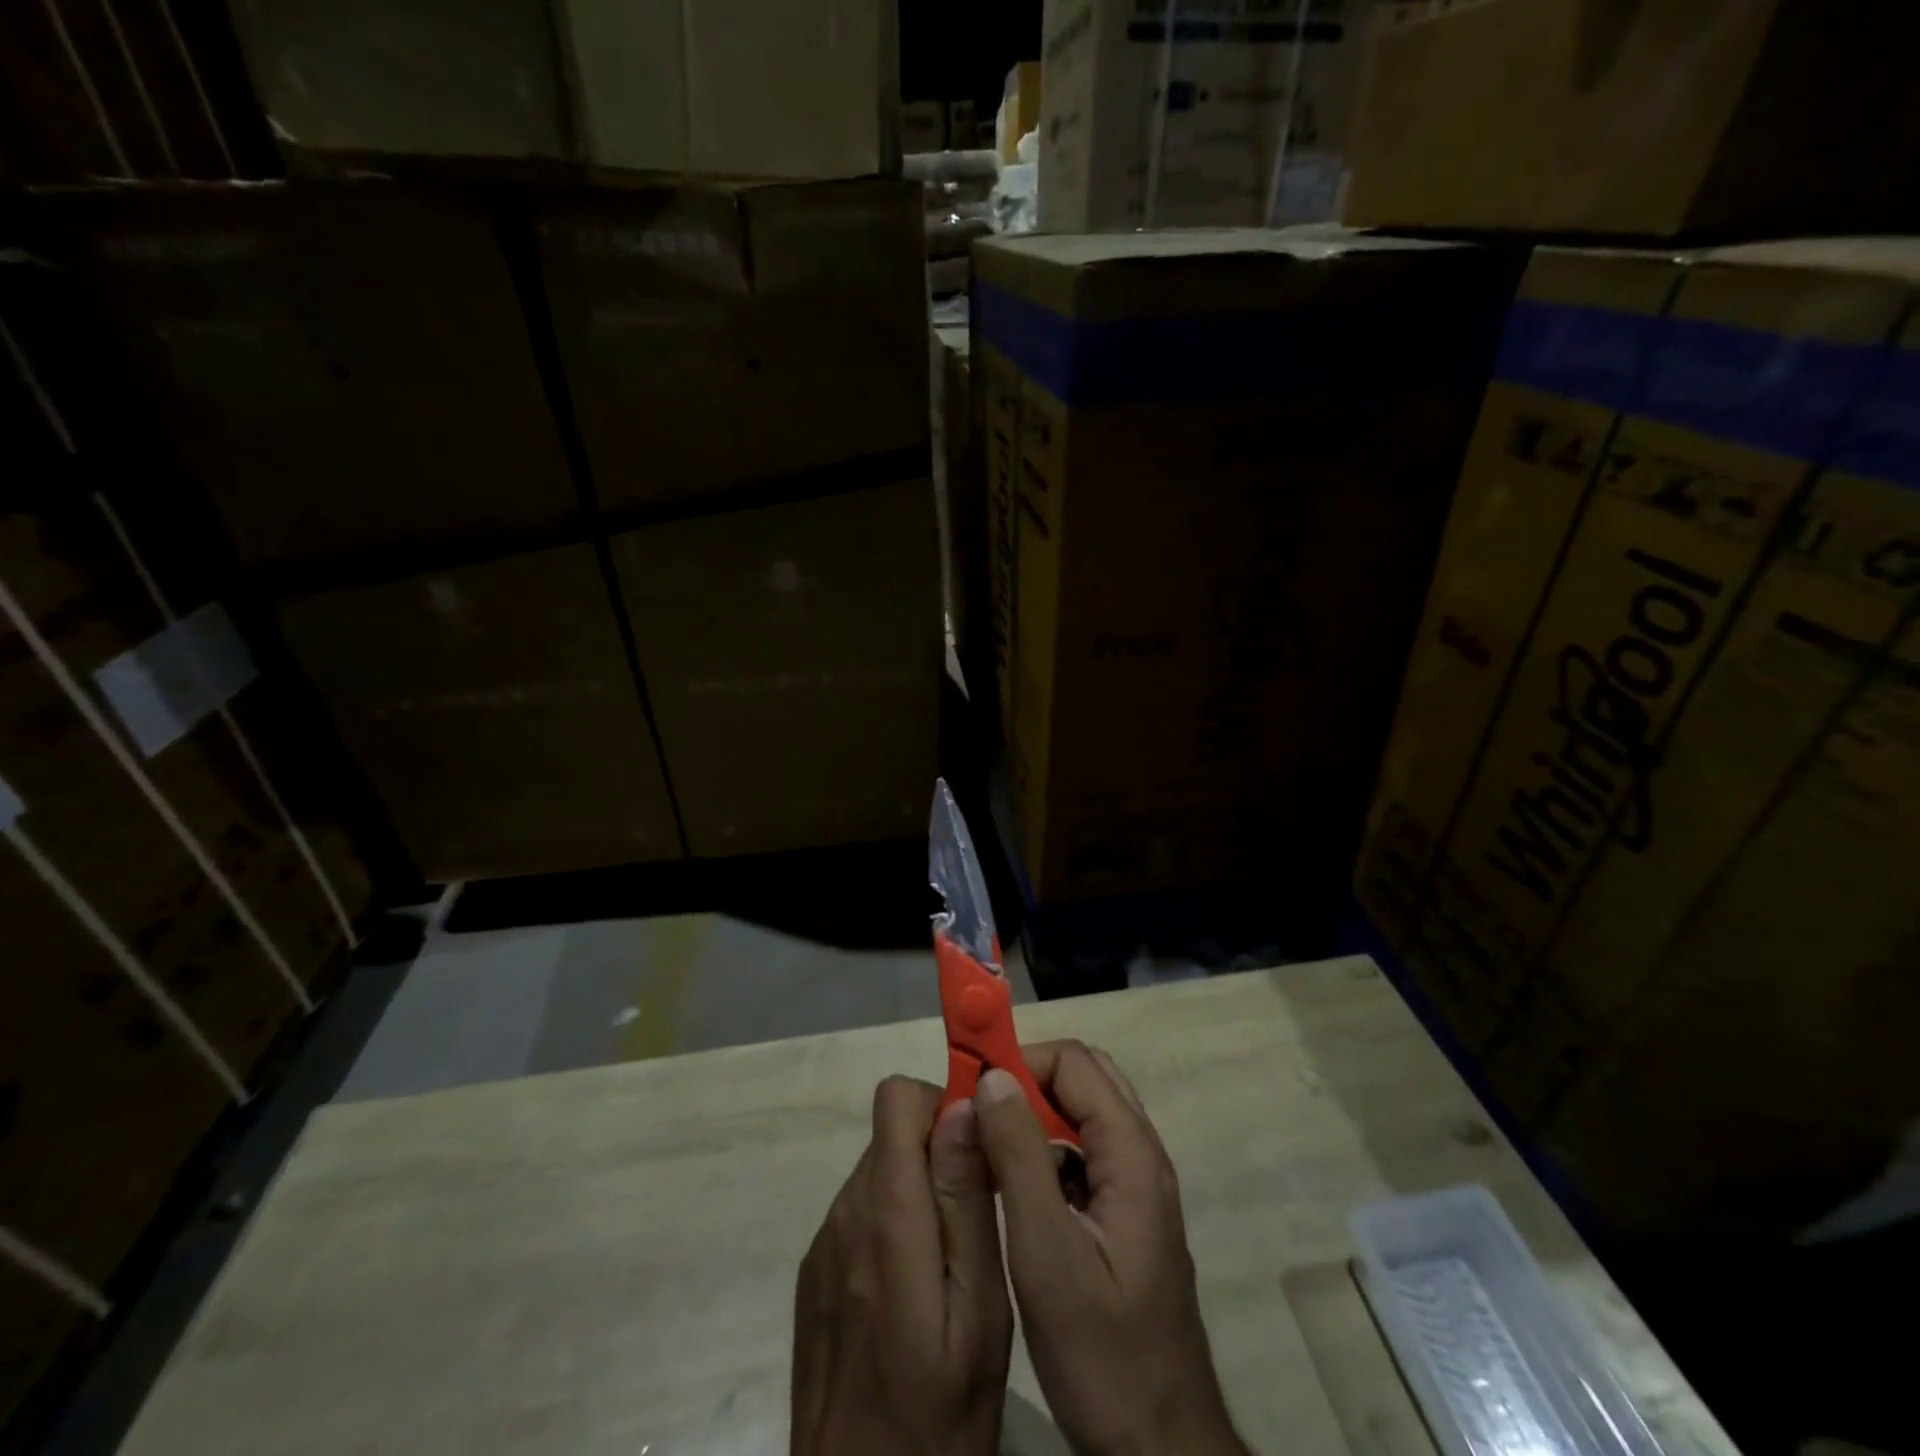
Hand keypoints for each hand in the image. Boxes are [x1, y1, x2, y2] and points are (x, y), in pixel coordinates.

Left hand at [792, 1076, 1012, 1455]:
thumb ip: (967, 1200)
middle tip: (978, 1210)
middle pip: (891, 1132)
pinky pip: (861, 1210)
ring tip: (952, 1256)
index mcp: (886, 1215)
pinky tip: (914, 1287)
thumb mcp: (979, 1309)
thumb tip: (964, 1107)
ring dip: (918, 1188)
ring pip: (879, 1169)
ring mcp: (824, 1243)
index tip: (979, 1145)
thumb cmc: (939, 1415)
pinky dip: (894, 1221)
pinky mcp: (816, 1271)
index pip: (896, 1099)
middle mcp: (845, 1213)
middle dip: (938, 1150)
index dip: (940, 1104)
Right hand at [975, 1042, 1249, 1455]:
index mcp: (1132, 1155)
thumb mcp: (1048, 1255)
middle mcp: (1142, 1156)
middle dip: (1027, 1080)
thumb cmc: (1103, 1357)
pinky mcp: (1125, 1215)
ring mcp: (1137, 1187)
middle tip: (979, 1113)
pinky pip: (1083, 1152)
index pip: (1074, 1063)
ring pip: (1083, 1114)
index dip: (1021, 1062)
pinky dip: (1045, 1148)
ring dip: (1034, 1114)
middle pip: (1083, 1078)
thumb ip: (1020, 1158)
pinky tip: (1014, 1185)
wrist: (1161, 1449)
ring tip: (986, 1143)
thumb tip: (993, 1079)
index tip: (971, 1090)